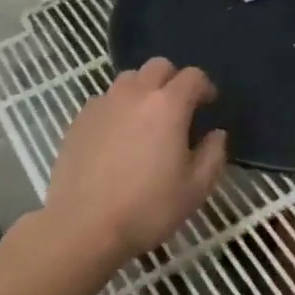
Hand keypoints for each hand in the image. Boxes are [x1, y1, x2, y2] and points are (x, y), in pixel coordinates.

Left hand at [43, 58, 227, 263]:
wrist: (82, 227)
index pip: (193, 76)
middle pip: (158, 66)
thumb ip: (213, 155)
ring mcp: (102, 104)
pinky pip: (105, 100)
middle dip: (173, 80)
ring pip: (128, 79)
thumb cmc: (147, 208)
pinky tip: (118, 137)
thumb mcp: (195, 189)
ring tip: (146, 120)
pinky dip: (118, 108)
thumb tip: (216, 134)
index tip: (209, 106)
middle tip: (178, 109)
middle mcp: (134, 94)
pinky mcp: (79, 120)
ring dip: (144, 90)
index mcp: (168, 105)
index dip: (205, 87)